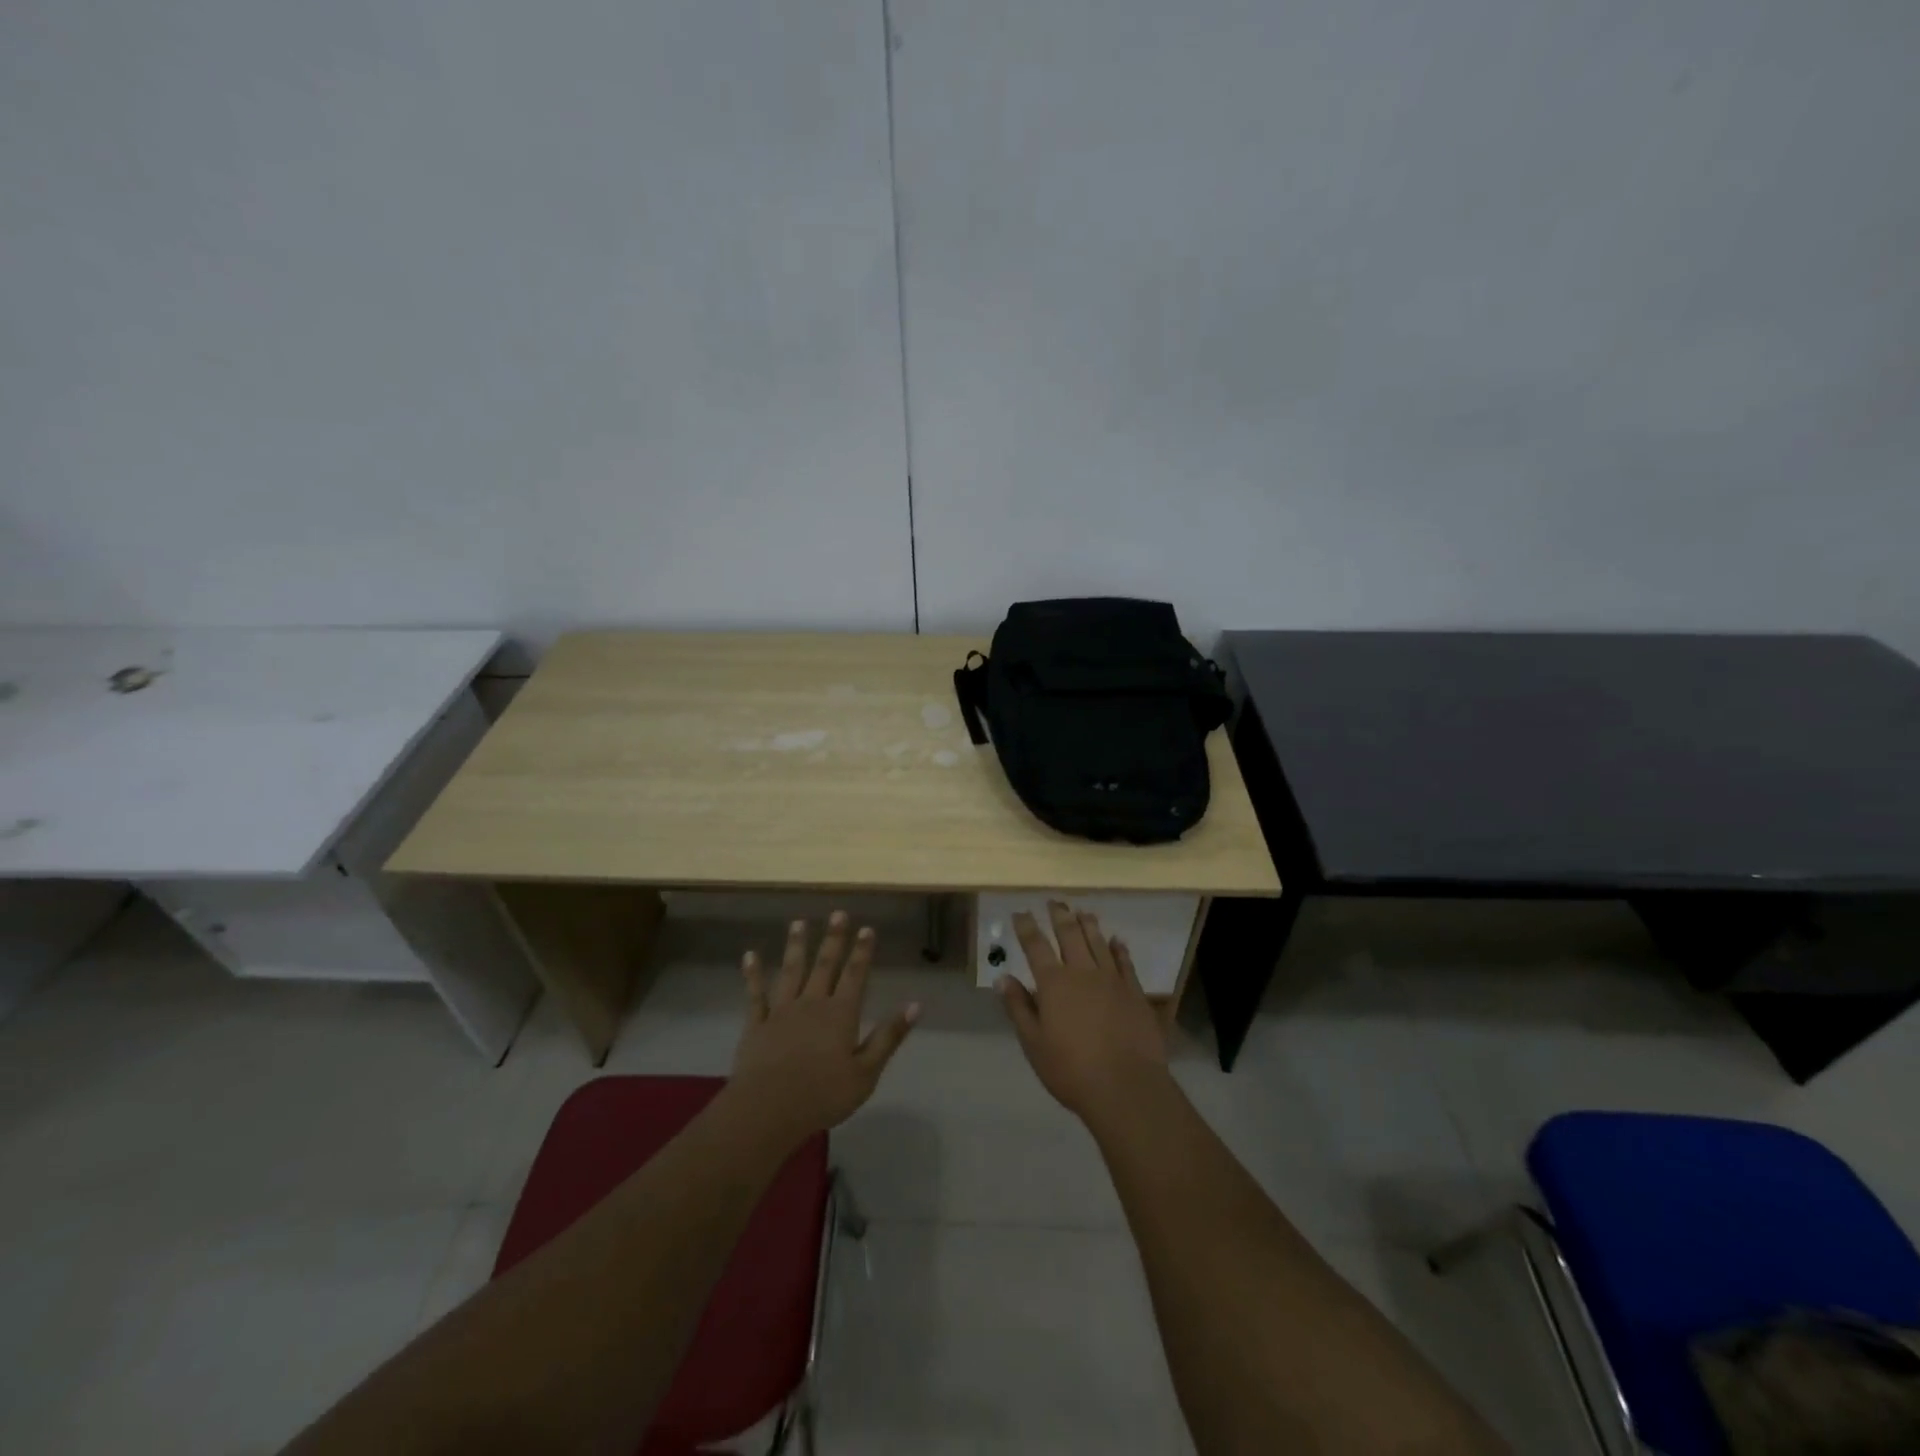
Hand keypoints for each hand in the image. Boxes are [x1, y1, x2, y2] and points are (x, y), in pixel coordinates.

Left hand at [730, 912, 919, 1142]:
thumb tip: (916, 1005)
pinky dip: (753, 974)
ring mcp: (782, 1011)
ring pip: (791, 971)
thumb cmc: (823, 1095)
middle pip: (824, 965)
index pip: (855, 975)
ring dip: (796, 946)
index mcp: (841, 1014)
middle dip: (833, 939)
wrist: (769, 1109)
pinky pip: (755, 994)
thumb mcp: (866, 1072)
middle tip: (837, 914)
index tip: (867, 928)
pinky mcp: (756, 1025)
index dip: (862, 951)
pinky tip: (750, 955)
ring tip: (798, 923)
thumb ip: (889, 1036)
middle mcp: (812, 1003)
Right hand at [998, 901, 1168, 1120]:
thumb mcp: (1033, 1044)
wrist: (1126, 1087)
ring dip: (1088, 924)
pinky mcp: (1135, 992)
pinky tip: (1117, 940)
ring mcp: (1112, 979)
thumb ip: (1018, 1007)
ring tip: (1082, 911)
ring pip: (1098, 942)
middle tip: (1054, 901)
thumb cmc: (1071, 1070)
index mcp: (1054, 983)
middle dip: (1059, 915)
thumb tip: (1003, 978)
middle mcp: (1082, 972)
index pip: (1036, 946)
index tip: (1021, 912)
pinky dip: (1119, 948)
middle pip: (1070, 934)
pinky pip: (1125, 961)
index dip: (1027, 927)